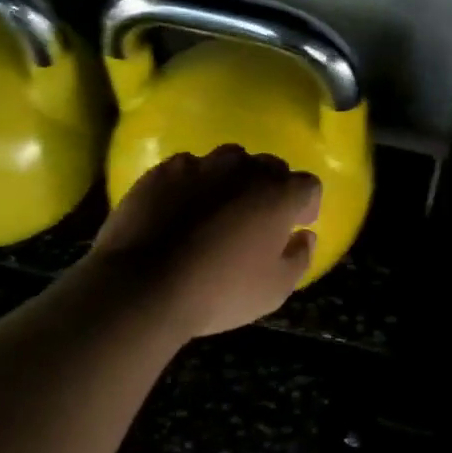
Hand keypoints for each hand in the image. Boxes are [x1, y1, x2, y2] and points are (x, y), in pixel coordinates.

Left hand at [86, 145, 321, 338]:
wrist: (142, 284)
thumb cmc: (219, 291)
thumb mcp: (274, 290)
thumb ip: (299, 258)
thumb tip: (304, 236)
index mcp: (278, 194)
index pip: (308, 185)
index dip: (307, 205)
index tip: (297, 225)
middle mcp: (244, 168)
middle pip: (270, 167)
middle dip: (271, 188)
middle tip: (259, 219)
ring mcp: (201, 164)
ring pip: (229, 161)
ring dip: (233, 180)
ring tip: (219, 209)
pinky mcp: (163, 171)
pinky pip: (189, 168)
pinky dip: (193, 184)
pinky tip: (181, 209)